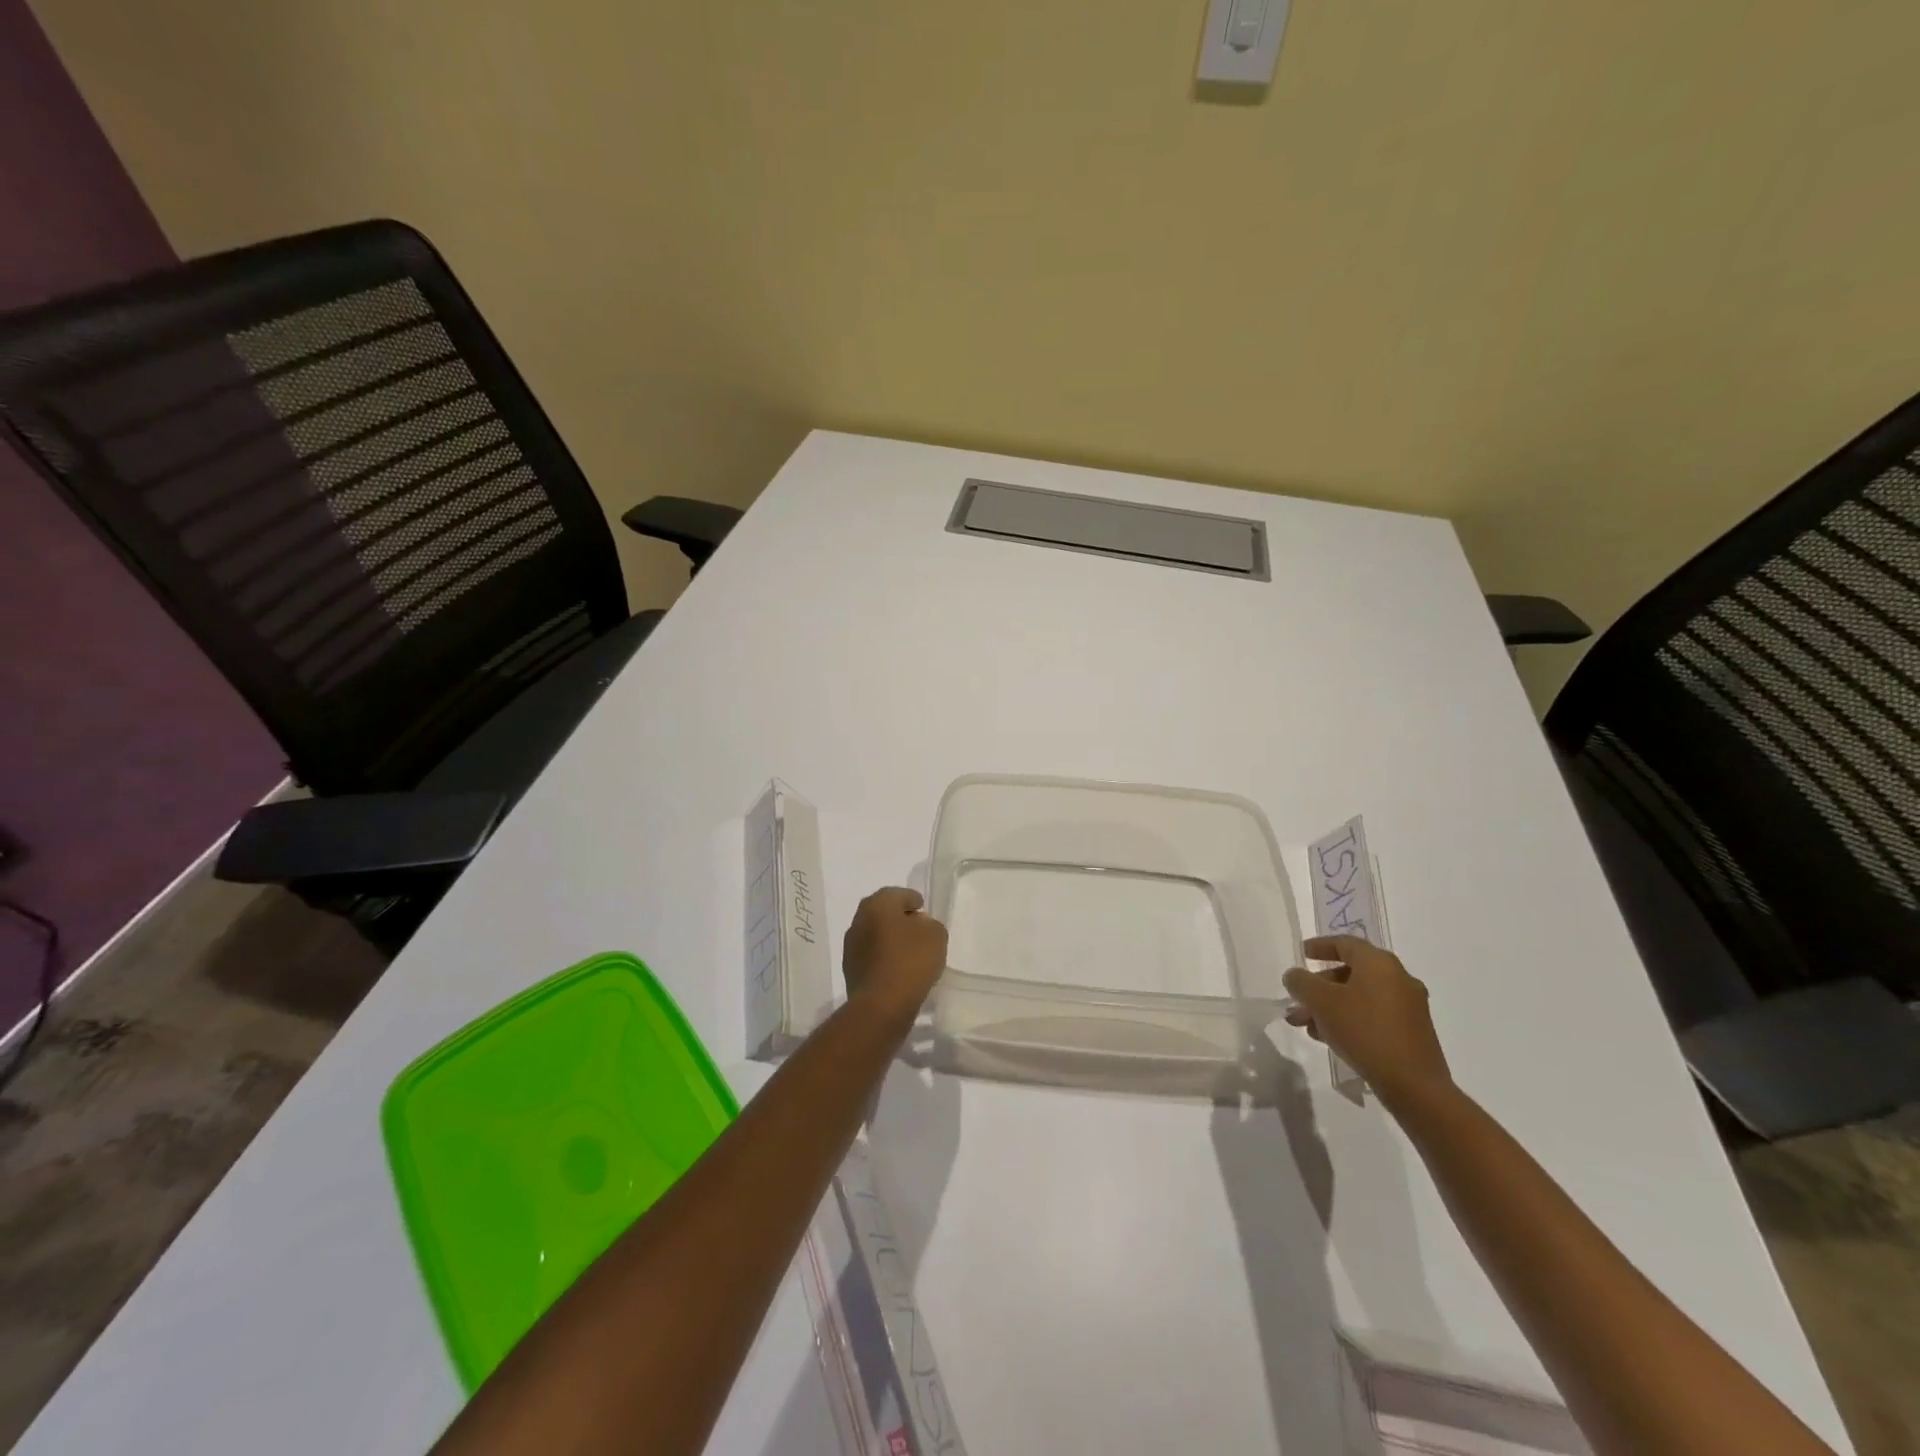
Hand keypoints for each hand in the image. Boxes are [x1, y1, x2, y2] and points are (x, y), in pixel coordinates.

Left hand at [842, 887, 947, 1025]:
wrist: (881, 1005)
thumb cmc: (910, 961)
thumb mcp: (936, 935)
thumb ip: (930, 924)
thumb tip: (918, 926)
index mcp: (877, 905)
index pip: (897, 894)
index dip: (913, 900)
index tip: (923, 909)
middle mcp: (859, 920)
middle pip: (882, 912)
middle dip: (899, 918)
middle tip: (917, 927)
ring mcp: (851, 946)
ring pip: (875, 934)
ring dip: (889, 938)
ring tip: (909, 951)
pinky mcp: (850, 969)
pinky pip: (872, 955)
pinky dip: (884, 957)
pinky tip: (898, 968)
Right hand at [1283, 935, 1452, 1111]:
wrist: (1414, 1085)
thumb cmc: (1365, 1031)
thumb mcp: (1321, 1002)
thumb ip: (1301, 982)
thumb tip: (1295, 976)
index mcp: (1379, 963)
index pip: (1345, 943)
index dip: (1320, 946)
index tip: (1302, 953)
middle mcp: (1398, 978)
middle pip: (1351, 972)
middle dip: (1319, 986)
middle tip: (1298, 1001)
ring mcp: (1409, 1007)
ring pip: (1360, 997)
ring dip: (1331, 1006)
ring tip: (1308, 1027)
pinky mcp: (1412, 1032)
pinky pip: (1373, 1015)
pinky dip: (1350, 1019)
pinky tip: (1331, 1038)